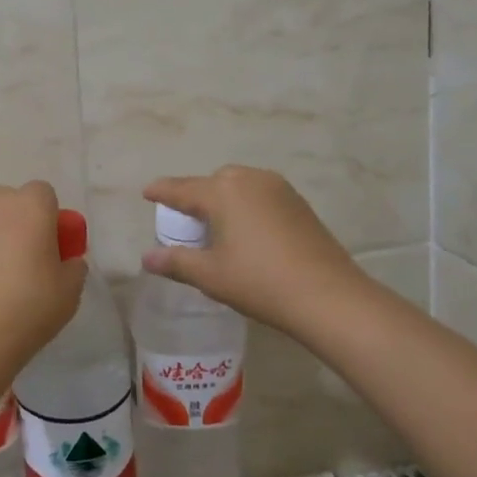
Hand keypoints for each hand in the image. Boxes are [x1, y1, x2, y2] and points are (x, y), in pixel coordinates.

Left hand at [0, 181, 86, 361]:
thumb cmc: (29, 306)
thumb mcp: (71, 290)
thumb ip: (74, 266)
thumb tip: (67, 261)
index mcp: (30, 206)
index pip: (44, 193)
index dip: (51, 217)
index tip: (54, 247)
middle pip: (13, 201)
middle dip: (23, 220)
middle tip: (30, 257)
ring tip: (2, 275)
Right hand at [142, 166, 366, 334]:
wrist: (329, 296)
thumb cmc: (260, 283)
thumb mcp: (211, 275)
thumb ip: (176, 262)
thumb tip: (147, 258)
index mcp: (223, 192)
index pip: (181, 188)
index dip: (161, 191)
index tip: (147, 192)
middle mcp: (249, 180)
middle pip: (212, 182)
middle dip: (195, 195)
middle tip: (184, 219)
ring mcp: (278, 188)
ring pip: (239, 185)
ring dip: (222, 199)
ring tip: (215, 225)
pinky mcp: (298, 202)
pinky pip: (260, 194)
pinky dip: (246, 205)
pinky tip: (247, 230)